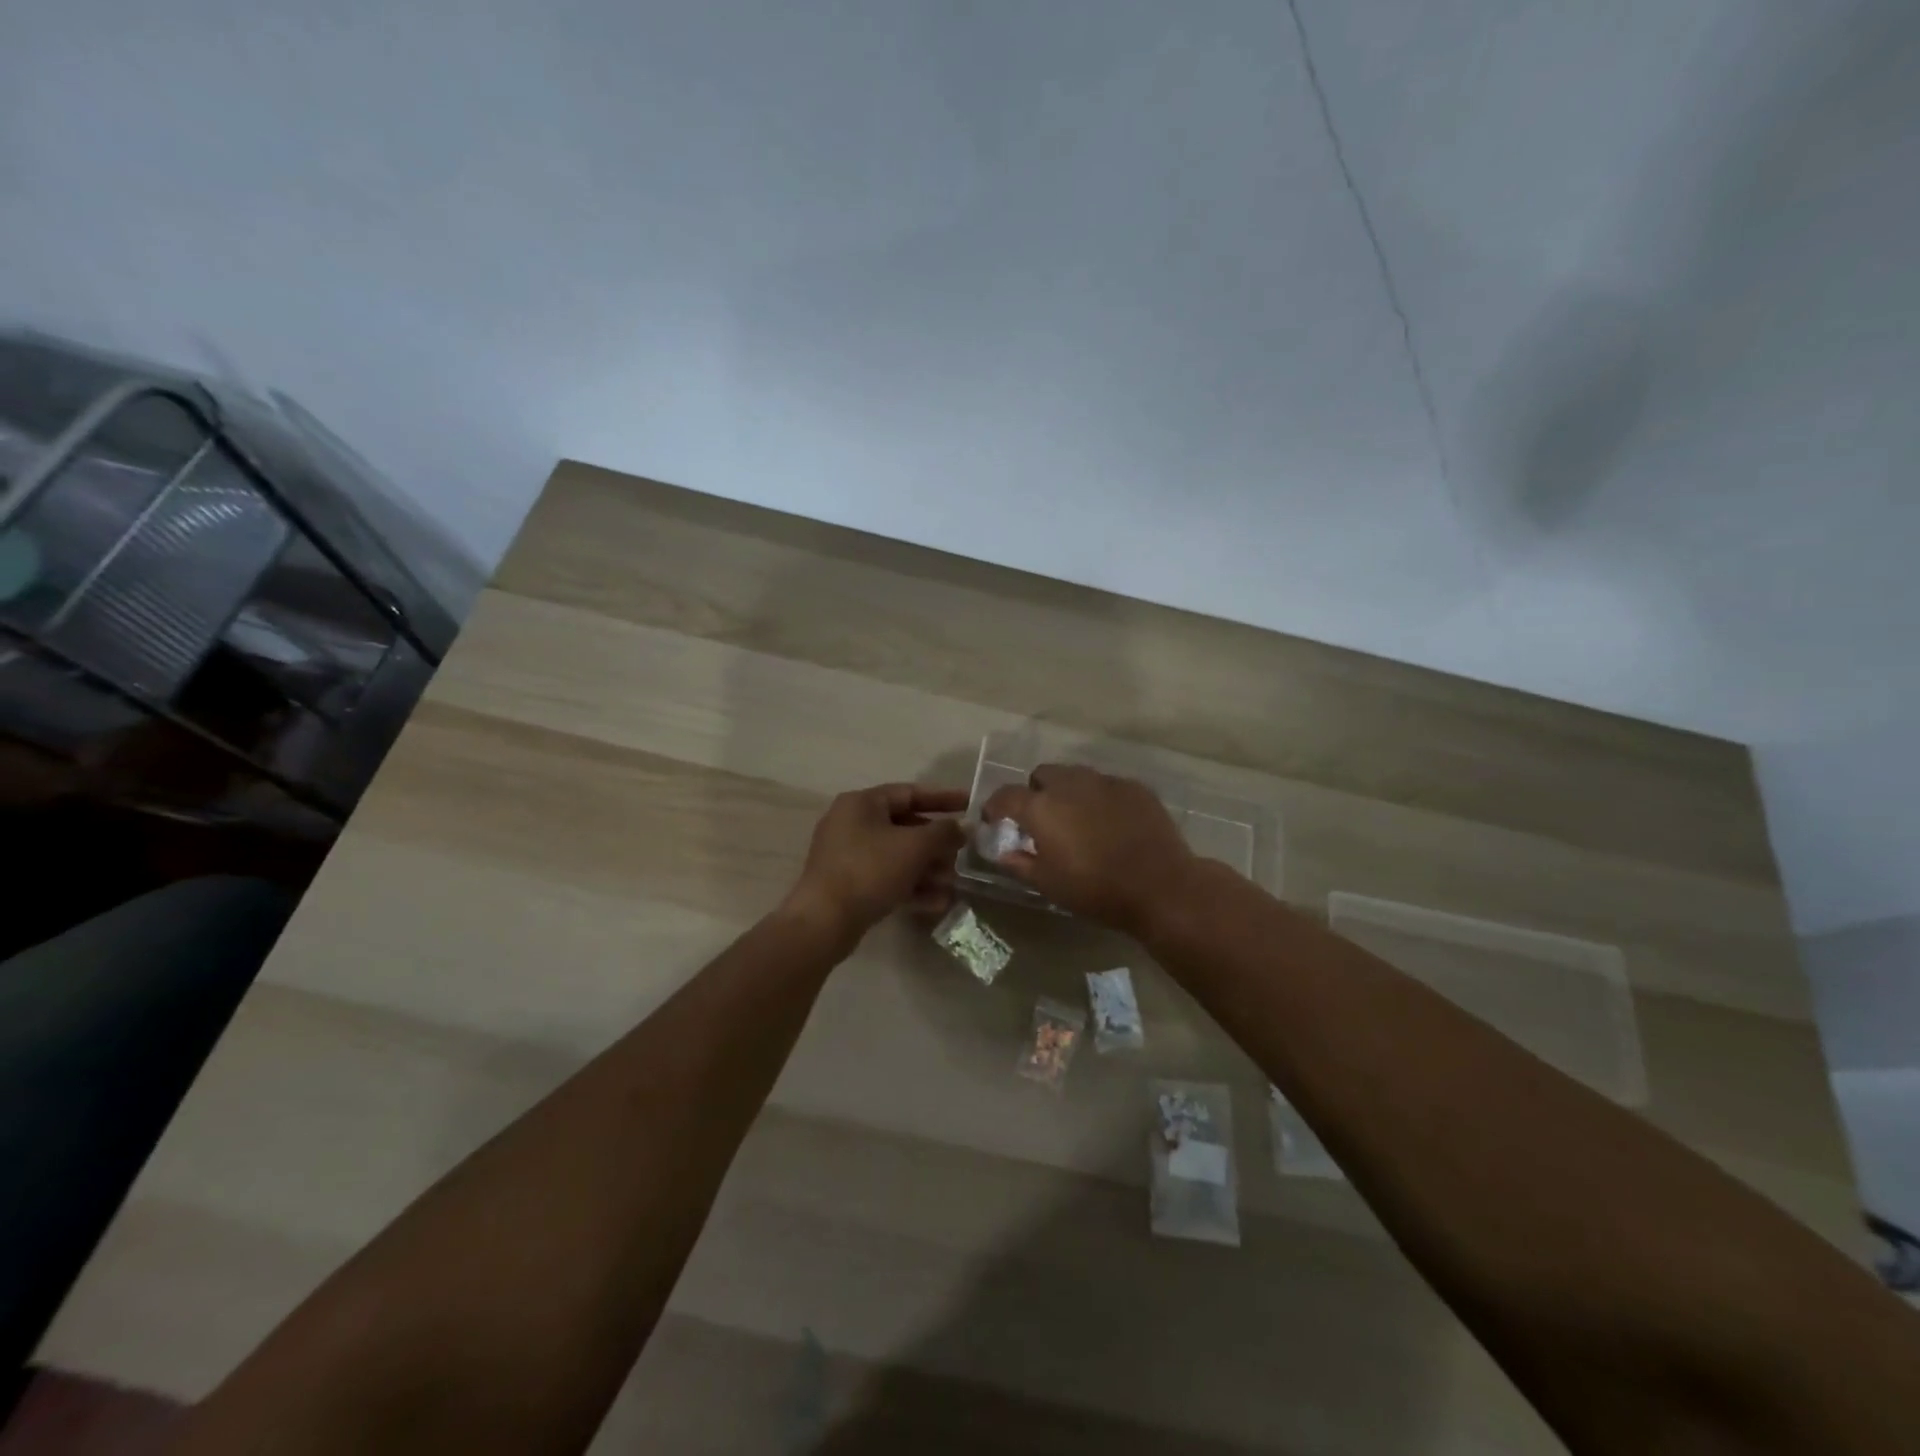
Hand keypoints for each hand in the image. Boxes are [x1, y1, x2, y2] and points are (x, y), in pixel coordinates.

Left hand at [784, 783, 967, 943]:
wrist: (825, 921)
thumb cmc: (870, 870)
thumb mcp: (914, 846)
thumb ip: (944, 832)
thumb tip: (961, 827)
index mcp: (862, 803)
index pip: (910, 793)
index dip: (943, 798)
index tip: (969, 805)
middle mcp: (852, 823)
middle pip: (905, 826)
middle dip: (937, 843)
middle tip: (962, 853)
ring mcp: (848, 856)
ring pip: (898, 855)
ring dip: (928, 868)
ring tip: (952, 883)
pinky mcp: (849, 884)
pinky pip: (887, 877)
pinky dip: (911, 886)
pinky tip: (937, 902)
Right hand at [982, 764, 1196, 933]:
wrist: (1160, 886)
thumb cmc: (1095, 889)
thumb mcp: (1048, 884)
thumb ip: (1019, 863)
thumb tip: (1003, 852)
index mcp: (1041, 807)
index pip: (1006, 795)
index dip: (996, 806)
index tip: (995, 819)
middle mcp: (1070, 784)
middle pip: (1042, 775)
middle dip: (1036, 792)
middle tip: (1043, 820)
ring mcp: (1105, 782)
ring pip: (1076, 776)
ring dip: (1068, 792)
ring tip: (1078, 820)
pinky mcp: (1134, 787)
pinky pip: (1106, 785)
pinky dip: (1099, 798)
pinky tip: (1110, 823)